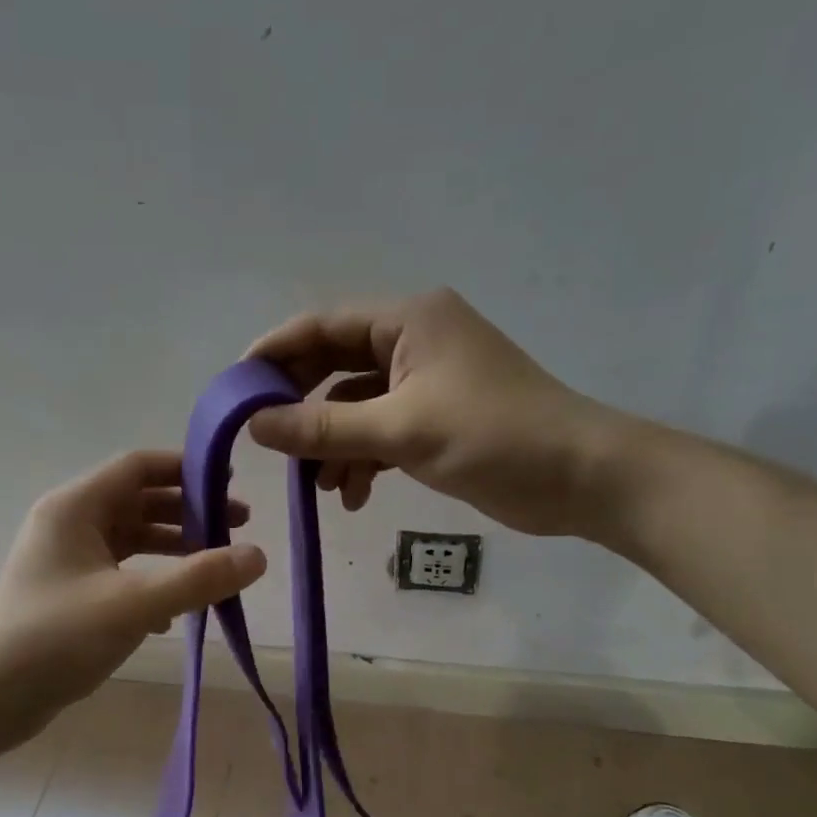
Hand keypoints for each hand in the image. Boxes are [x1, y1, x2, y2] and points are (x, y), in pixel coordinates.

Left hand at [0, 450, 266, 745]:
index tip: (230, 480)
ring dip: (173, 548)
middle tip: (238, 525)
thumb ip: (199, 578)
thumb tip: (258, 556)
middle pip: (138, 501)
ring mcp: (66, 560)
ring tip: (217, 565)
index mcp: (75, 507)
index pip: (137, 466)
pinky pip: (120, 573)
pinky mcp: (69, 594)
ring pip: (131, 539)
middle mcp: (68, 524)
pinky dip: (151, 581)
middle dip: (189, 511)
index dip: (185, 468)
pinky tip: (175, 614)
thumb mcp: (135, 604)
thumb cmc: (56, 637)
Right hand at [245, 287, 635, 537]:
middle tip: (266, 441)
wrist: (582, 478)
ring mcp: (424, 380)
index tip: (235, 390)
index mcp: (408, 320)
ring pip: (354, 405)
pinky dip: (362, 460)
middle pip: (333, 364)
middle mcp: (412, 340)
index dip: (274, 352)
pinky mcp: (434, 418)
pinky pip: (379, 430)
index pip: (322, 324)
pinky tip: (354, 496)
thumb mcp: (401, 430)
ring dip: (332, 444)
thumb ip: (324, 428)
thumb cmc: (494, 437)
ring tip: (319, 486)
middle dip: (301, 406)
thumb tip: (254, 425)